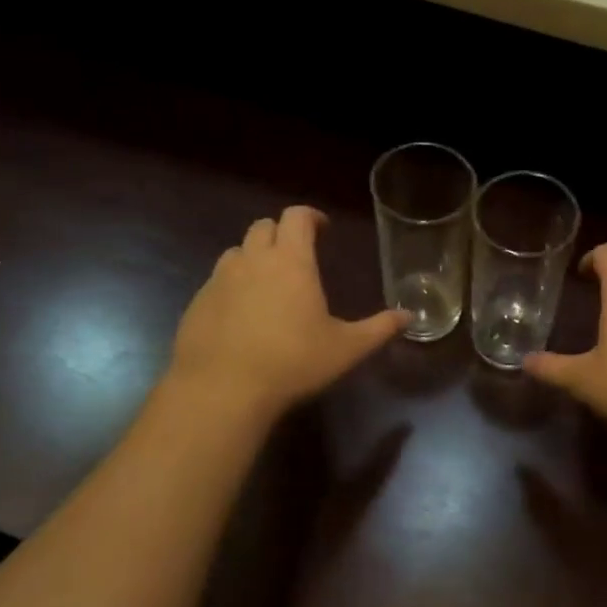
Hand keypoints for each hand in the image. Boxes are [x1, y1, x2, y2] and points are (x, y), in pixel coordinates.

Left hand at [170, 207, 405, 417]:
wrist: (222, 390)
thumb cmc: (293, 362)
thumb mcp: (347, 349)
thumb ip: (380, 329)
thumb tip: (408, 316)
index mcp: (291, 261)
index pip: (297, 216)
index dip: (312, 217)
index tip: (323, 230)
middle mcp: (253, 260)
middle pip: (264, 226)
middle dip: (282, 233)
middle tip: (298, 256)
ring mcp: (219, 280)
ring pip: (237, 251)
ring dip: (255, 256)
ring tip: (268, 283)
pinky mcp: (197, 302)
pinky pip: (217, 281)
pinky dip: (233, 285)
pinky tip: (242, 315)